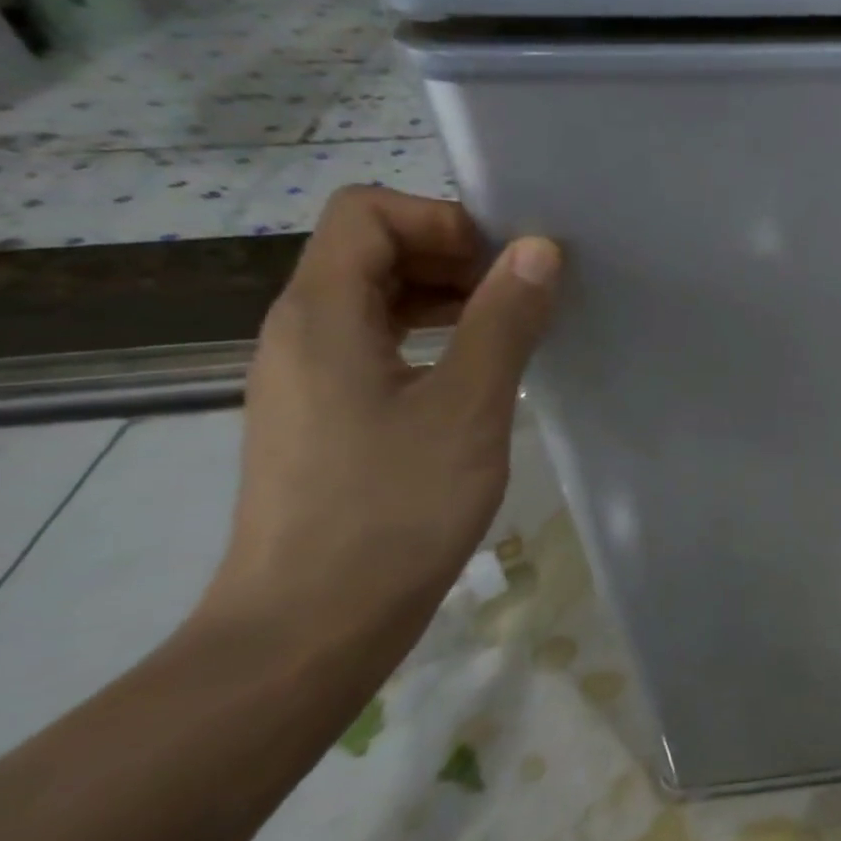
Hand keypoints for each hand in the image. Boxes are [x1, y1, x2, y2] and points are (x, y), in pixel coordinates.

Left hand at [199, 186, 559, 661]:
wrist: (307, 629)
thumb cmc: (392, 510)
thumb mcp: (467, 407)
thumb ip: (503, 319)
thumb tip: (539, 249)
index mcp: (322, 314)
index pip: (366, 212)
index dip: (440, 219)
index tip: (503, 264)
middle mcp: (301, 331)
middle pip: (371, 249)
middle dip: (451, 255)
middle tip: (520, 296)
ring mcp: (307, 376)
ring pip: (375, 298)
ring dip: (446, 297)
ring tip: (510, 331)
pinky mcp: (324, 415)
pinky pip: (375, 344)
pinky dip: (430, 337)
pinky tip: (476, 375)